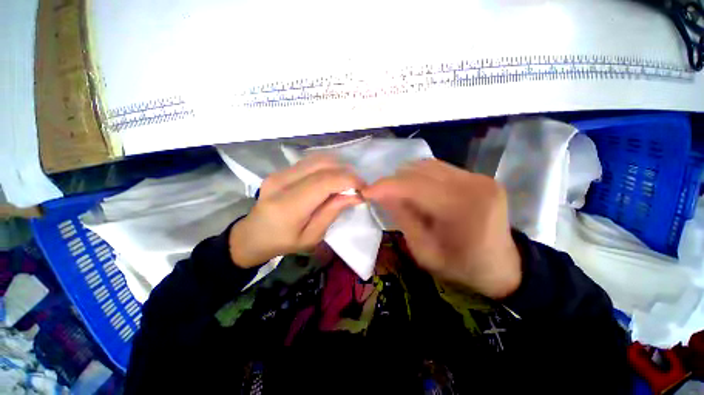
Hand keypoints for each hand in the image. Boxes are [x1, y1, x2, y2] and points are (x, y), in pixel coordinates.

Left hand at [229, 155, 364, 267]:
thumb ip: (333, 212)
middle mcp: (282, 182)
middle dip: (346, 172)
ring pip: (318, 159)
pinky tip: (333, 178)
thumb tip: (356, 195)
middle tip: (357, 186)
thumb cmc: (283, 242)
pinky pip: (310, 162)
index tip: (364, 188)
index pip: (324, 181)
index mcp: (288, 206)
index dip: (349, 180)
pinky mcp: (280, 170)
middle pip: (322, 165)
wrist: (253, 235)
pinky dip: (327, 167)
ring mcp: (279, 173)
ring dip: (338, 167)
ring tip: (347, 182)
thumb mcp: (312, 236)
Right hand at [362, 159, 520, 298]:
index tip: (366, 191)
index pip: (414, 186)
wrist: (503, 266)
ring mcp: (479, 177)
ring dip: (407, 178)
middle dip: (395, 182)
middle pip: (420, 170)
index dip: (385, 186)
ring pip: (428, 165)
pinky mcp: (478, 176)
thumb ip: (402, 218)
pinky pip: (440, 169)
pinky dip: (422, 177)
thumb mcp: (424, 251)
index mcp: (462, 209)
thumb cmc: (461, 266)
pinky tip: (419, 191)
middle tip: (382, 196)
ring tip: (400, 194)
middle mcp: (473, 185)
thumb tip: (381, 195)